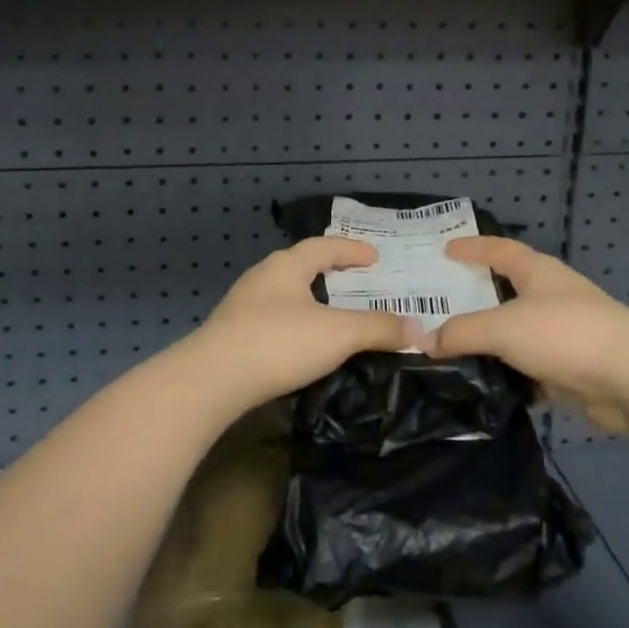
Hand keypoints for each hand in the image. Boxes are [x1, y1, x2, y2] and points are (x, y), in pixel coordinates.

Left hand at [178, 238, 426, 415]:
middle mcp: (262, 278)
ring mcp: (242, 307)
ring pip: (285, 295)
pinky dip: (296, 324)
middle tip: (357, 283)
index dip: (352, 250)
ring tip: (334, 315)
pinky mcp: (232, 336)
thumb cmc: (278, 342)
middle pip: (301, 266)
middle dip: (330, 273)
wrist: (211, 381)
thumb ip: (379, 329)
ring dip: (311, 301)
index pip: (324, 246)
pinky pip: (273, 320)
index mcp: (286, 266)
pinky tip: (303, 345)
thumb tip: (418, 330)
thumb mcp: (338, 334)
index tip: (375, 257)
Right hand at [432, 237, 628, 433]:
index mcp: (538, 272)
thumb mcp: (503, 327)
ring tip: (453, 349)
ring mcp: (565, 333)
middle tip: (439, 303)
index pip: (500, 250)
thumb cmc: (565, 334)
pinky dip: (510, 374)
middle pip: (507, 291)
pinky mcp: (573, 369)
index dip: (473, 247)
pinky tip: (486, 385)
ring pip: (517, 333)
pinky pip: (531, 367)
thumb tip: (425, 341)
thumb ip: (462, 332)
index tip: (446, 249)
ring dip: (491, 342)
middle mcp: (552, 296)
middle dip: (476, 297)